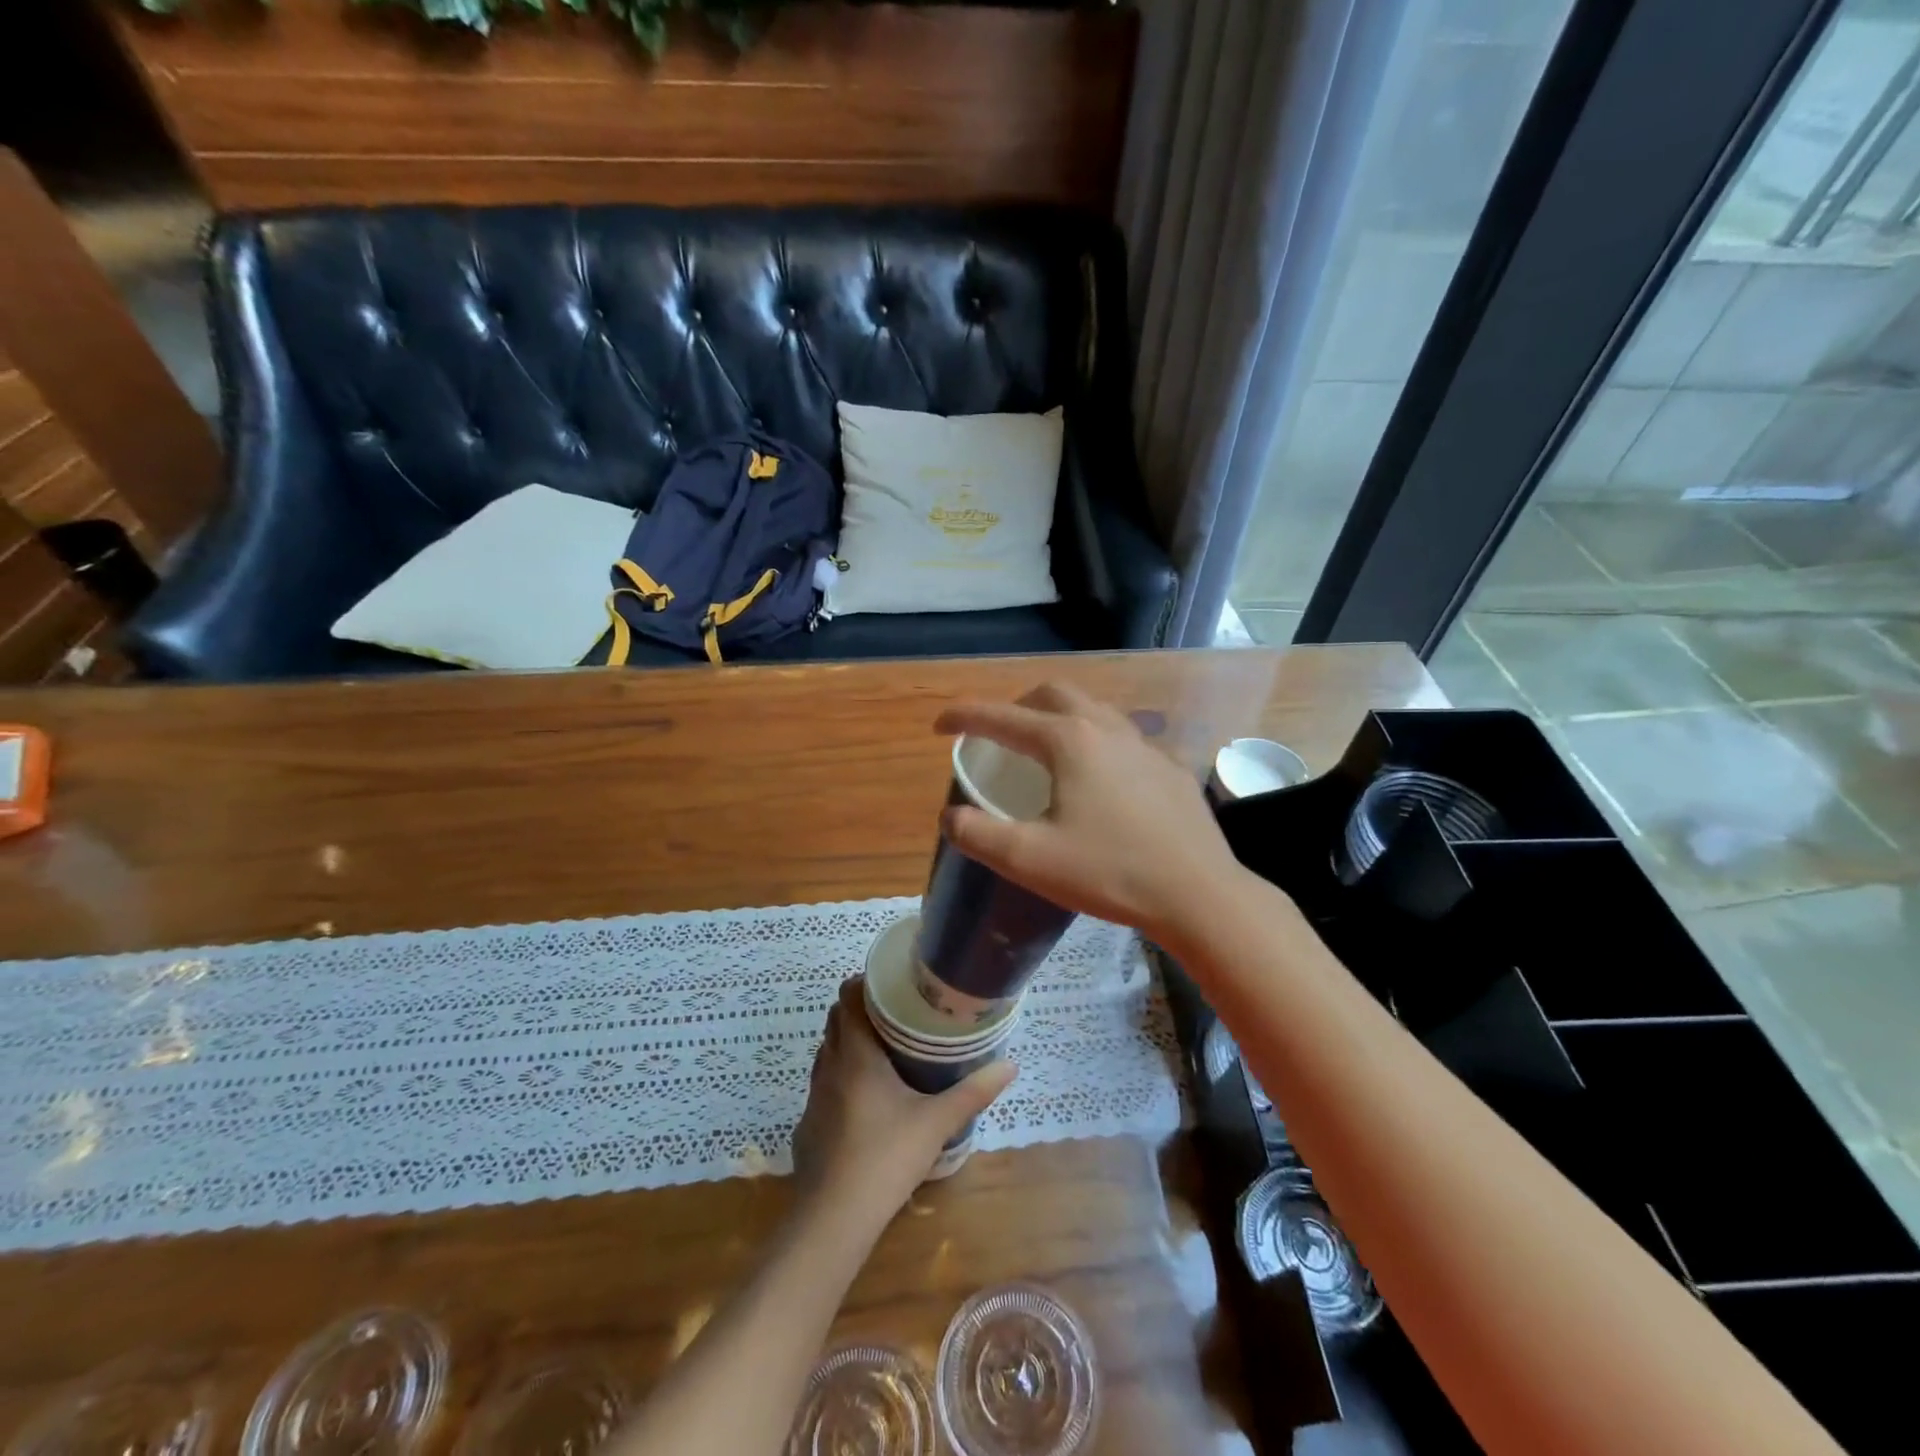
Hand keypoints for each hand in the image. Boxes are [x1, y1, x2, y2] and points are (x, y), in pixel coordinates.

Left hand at [792, 980, 1016, 1218]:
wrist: (832, 1220)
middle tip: (899, 1013)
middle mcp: (829, 1064)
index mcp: (855, 1053)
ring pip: (828, 1050)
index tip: (893, 983)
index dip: (865, 982)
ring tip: (886, 1049)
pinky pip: (824, 1082)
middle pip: (836, 1018)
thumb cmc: (885, 1158)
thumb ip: (973, 1092)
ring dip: (851, 1041)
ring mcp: (814, 1094)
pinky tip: (867, 1098)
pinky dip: (842, 1075)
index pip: (848, 995)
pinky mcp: (808, 1122)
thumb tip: (1011, 1065)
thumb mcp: (936, 1123)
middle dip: (862, 1009)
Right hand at [933, 681, 1245, 949]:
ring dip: (1059, 718)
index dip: (965, 717)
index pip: (1003, 718)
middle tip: (998, 734)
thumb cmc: (1109, 872)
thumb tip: (950, 816)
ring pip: (1093, 711)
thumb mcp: (1029, 859)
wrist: (1199, 895)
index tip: (940, 725)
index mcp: (1068, 742)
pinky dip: (1094, 742)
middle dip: (1017, 705)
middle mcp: (1107, 729)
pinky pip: (1122, 739)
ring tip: (1044, 750)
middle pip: (1053, 695)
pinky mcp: (1170, 770)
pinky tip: (1097, 781)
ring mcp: (1145, 746)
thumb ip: (977, 834)